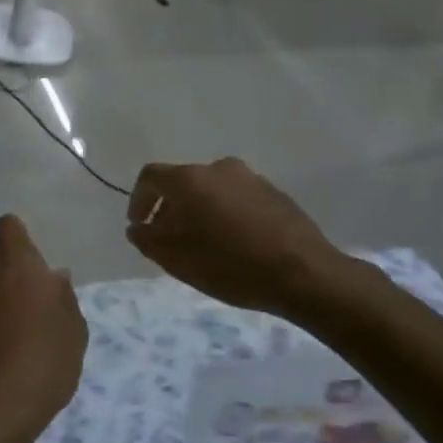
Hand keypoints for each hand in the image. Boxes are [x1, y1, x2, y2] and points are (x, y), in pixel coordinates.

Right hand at [124, 158, 355, 319]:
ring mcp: (251, 178)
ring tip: (202, 244)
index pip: (151, 177)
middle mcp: (219, 168)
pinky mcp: (275, 193)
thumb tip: (137, 228)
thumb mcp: (178, 260)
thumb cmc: (231, 266)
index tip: (139, 226)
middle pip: (182, 183)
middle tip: (169, 240)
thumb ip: (149, 240)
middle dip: (169, 209)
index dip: (138, 200)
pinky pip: (236, 198)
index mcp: (191, 179)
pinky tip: (233, 244)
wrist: (305, 274)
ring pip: (211, 190)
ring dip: (199, 211)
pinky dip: (225, 214)